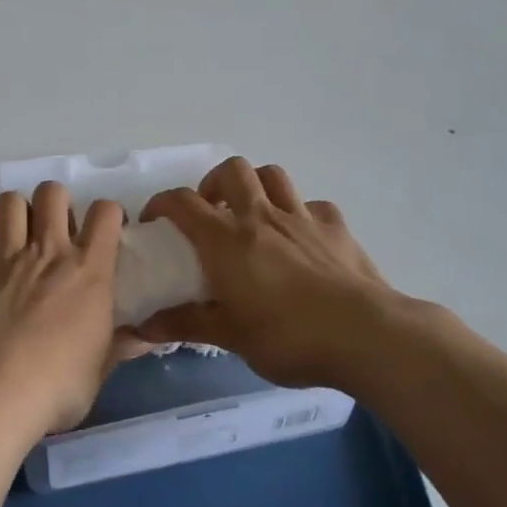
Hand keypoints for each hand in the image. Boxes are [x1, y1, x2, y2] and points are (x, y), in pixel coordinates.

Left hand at [0, 182, 141, 443]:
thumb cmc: (55, 387)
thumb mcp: (98, 371)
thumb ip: (119, 347)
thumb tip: (146, 340)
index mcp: (88, 270)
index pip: (105, 213)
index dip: (108, 214)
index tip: (106, 232)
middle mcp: (47, 251)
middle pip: (52, 192)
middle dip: (56, 203)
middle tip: (56, 232)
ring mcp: (5, 257)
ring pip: (10, 202)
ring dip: (16, 213)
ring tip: (18, 238)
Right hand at [137, 158, 402, 388]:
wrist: (364, 334)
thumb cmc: (288, 336)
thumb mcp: (231, 336)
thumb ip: (186, 324)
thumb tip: (142, 326)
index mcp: (227, 239)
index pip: (183, 202)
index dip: (162, 203)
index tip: (155, 220)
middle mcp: (261, 216)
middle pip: (231, 170)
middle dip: (214, 183)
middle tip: (211, 212)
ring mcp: (302, 217)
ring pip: (273, 175)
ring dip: (257, 186)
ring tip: (253, 214)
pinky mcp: (336, 227)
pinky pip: (314, 206)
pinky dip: (302, 214)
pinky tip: (303, 238)